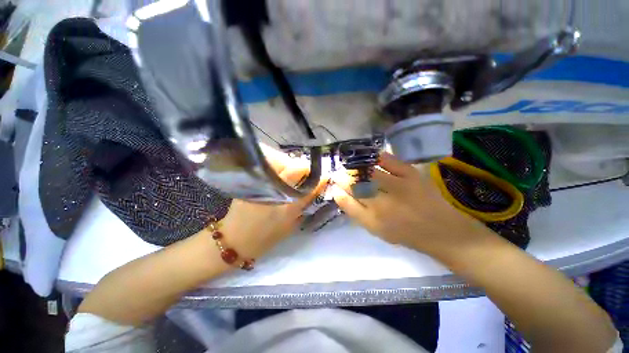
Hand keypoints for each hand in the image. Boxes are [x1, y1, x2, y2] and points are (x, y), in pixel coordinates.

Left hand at [220, 147, 327, 258]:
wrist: (235, 239)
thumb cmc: (266, 237)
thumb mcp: (290, 226)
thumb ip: (303, 208)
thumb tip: (314, 191)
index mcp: (287, 207)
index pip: (308, 186)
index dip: (318, 178)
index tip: (324, 175)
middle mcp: (275, 191)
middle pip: (294, 167)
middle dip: (304, 167)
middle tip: (307, 172)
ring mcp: (260, 183)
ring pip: (279, 161)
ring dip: (290, 164)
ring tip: (293, 172)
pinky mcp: (250, 180)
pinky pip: (268, 165)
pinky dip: (277, 165)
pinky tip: (279, 172)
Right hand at [332, 152, 492, 257]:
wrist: (441, 230)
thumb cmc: (405, 233)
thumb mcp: (376, 229)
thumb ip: (356, 212)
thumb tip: (339, 194)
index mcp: (373, 220)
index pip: (347, 200)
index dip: (338, 189)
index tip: (335, 183)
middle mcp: (382, 204)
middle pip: (355, 184)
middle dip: (343, 176)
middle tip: (340, 173)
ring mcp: (398, 187)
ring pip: (368, 172)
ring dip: (356, 167)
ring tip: (352, 164)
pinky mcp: (412, 175)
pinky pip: (390, 161)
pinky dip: (378, 156)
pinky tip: (372, 156)